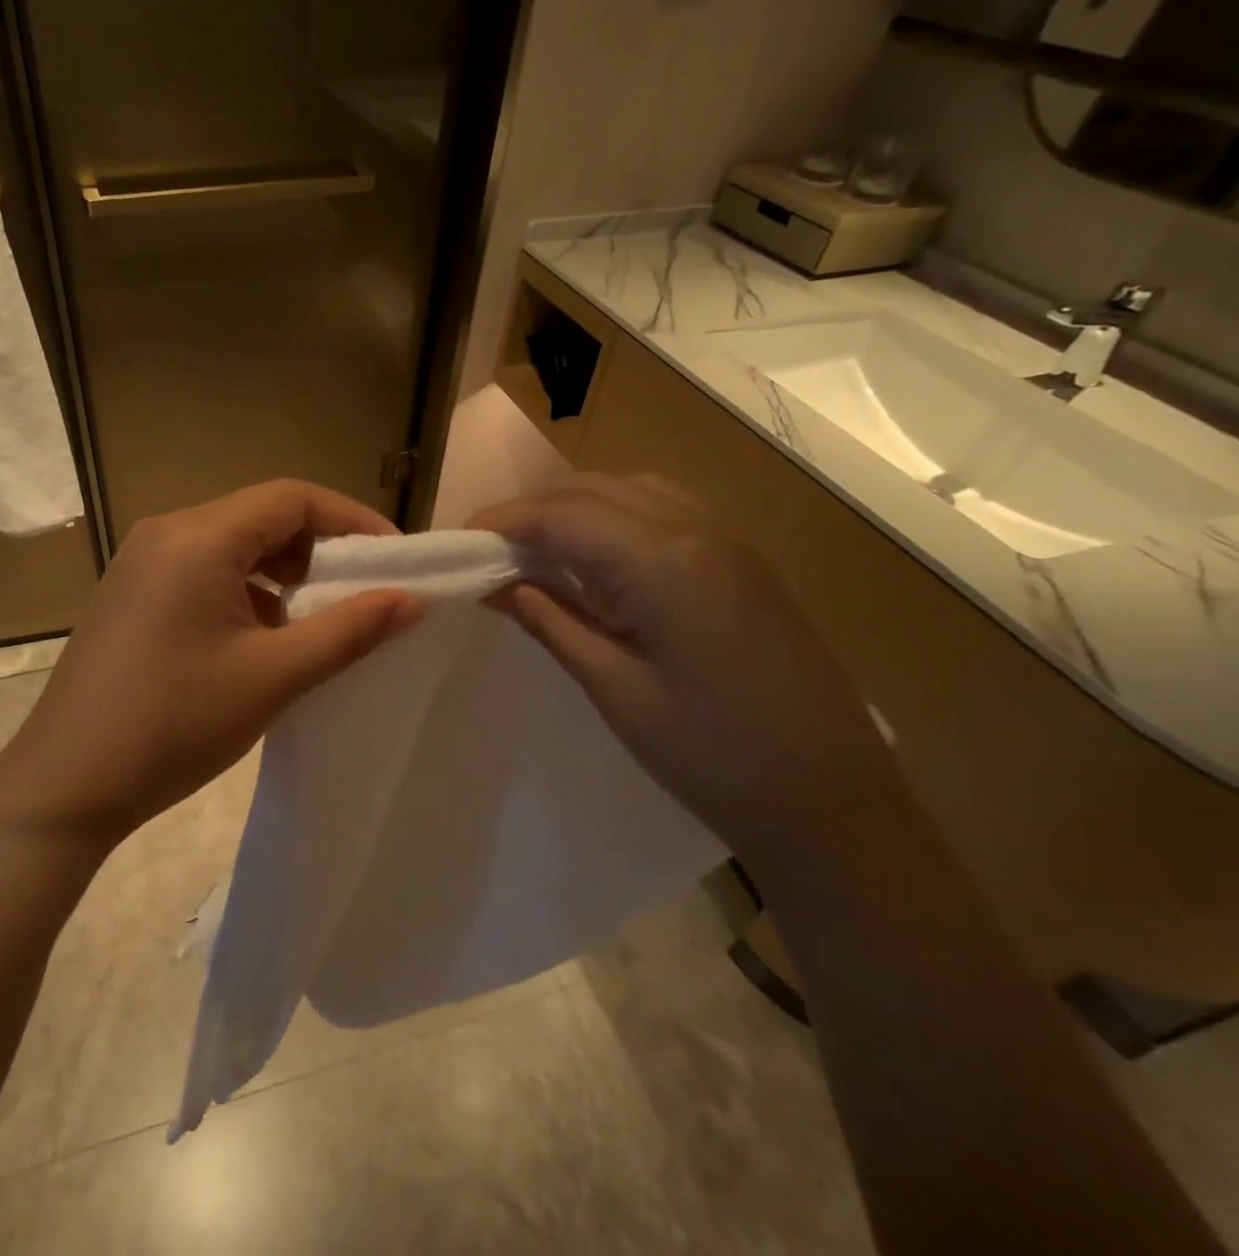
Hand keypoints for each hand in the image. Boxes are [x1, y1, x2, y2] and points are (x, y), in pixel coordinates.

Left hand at [0, 480, 423, 847]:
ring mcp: (141, 563)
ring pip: (232, 546)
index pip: (292, 498)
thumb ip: (350, 630)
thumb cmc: (175, 724)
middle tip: (361, 594)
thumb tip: (414, 600)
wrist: (66, 785)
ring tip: (316, 622)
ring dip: (281, 574)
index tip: (394, 560)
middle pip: (261, 517)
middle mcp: (166, 533)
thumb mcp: (274, 676)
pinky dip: (244, 592)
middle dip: (318, 549)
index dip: (352, 521)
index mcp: (198, 537)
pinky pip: (203, 572)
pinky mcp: (131, 594)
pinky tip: (260, 640)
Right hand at [469, 474, 897, 863]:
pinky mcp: (742, 563)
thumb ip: (551, 622)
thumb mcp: (616, 690)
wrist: (836, 805)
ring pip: (630, 491)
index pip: (562, 514)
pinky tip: (597, 565)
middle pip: (594, 489)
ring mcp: (729, 542)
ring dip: (573, 511)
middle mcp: (699, 531)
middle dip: (532, 512)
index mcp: (666, 563)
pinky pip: (662, 513)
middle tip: (487, 553)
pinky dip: (613, 521)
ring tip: (535, 555)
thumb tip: (495, 585)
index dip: (501, 521)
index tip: (457, 544)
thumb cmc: (715, 757)